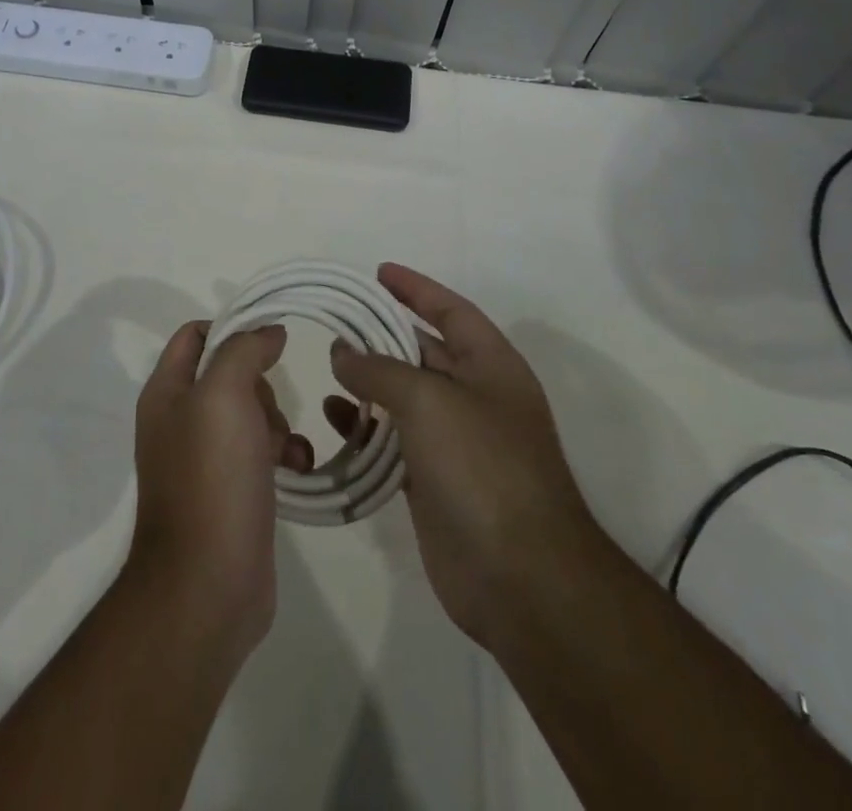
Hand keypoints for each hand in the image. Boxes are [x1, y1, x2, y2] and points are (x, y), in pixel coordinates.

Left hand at [127, 321, 313, 661]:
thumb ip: (243, 350)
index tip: (269, 343)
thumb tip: (268, 330)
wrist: (208, 585)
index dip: (232, 329)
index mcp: (166, 392)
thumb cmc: (212, 477)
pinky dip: (284, 453)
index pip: (196, 334)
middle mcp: (180, 420)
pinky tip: (297, 468)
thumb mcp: (224, 394)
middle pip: (228, 373)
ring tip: (285, 447)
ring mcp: (204, 458)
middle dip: (260, 384)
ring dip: (278, 421)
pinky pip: (262, 452)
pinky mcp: (231, 490)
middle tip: (267, 410)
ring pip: (251, 413)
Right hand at [326, 263, 605, 656]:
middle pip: (424, 350)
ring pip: (405, 396)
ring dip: (369, 380)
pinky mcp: (434, 481)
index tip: (378, 272)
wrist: (521, 578)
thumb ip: (380, 369)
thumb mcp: (429, 401)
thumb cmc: (483, 467)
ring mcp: (457, 442)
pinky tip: (334, 418)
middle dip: (383, 334)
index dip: (416, 288)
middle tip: (336, 319)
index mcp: (492, 366)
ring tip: (329, 366)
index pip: (451, 310)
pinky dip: (366, 426)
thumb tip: (343, 352)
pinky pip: (394, 440)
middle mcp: (476, 397)